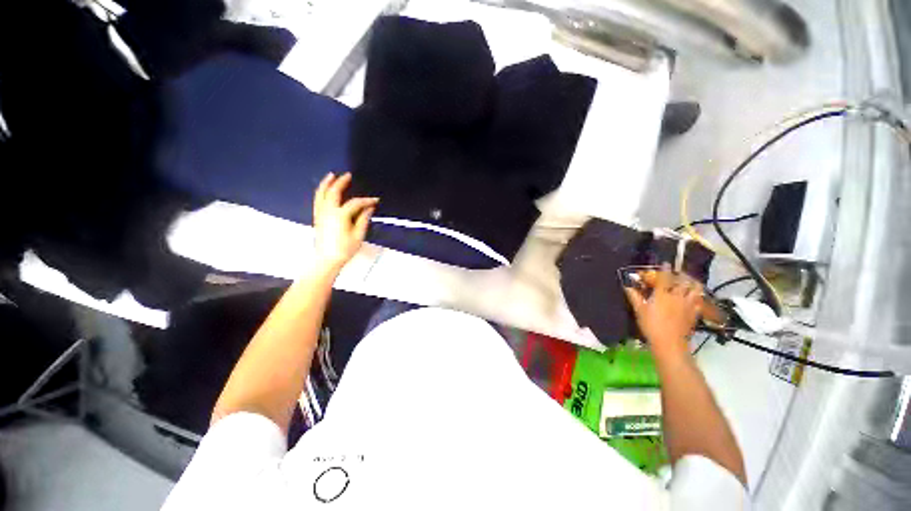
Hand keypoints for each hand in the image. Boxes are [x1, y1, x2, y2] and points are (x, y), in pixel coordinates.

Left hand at [312, 172, 377, 271]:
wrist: (326, 260)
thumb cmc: (344, 250)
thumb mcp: (358, 235)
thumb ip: (363, 219)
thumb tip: (369, 209)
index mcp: (340, 215)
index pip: (355, 203)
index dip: (367, 200)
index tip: (376, 200)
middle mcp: (328, 211)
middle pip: (334, 192)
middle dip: (341, 182)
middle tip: (347, 175)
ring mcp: (320, 214)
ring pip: (321, 194)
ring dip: (326, 183)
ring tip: (331, 176)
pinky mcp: (317, 218)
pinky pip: (317, 200)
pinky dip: (321, 192)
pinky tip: (324, 190)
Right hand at [623, 265, 703, 355]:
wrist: (669, 342)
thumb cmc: (651, 325)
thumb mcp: (639, 310)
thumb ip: (634, 296)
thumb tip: (627, 286)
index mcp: (662, 294)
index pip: (664, 278)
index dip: (665, 269)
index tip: (665, 263)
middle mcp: (677, 296)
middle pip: (683, 281)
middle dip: (681, 275)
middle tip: (678, 273)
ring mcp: (688, 304)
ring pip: (695, 289)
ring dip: (692, 283)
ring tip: (690, 282)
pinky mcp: (694, 313)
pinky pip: (699, 300)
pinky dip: (697, 296)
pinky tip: (694, 297)